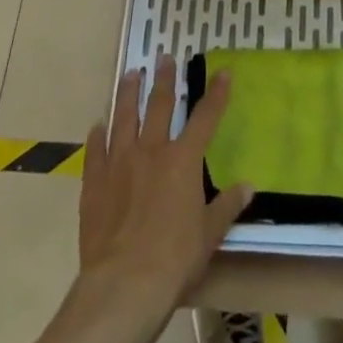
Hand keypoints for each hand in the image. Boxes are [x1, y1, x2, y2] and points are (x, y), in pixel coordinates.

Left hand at [77, 56, 252, 324]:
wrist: (124, 284)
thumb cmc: (175, 258)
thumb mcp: (210, 233)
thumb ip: (227, 206)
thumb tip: (247, 186)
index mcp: (183, 160)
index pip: (205, 117)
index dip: (216, 93)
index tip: (223, 71)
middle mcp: (151, 151)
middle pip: (159, 106)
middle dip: (164, 80)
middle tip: (164, 58)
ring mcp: (119, 164)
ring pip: (124, 118)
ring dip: (128, 94)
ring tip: (130, 74)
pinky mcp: (94, 183)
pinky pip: (95, 151)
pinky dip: (97, 136)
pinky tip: (97, 125)